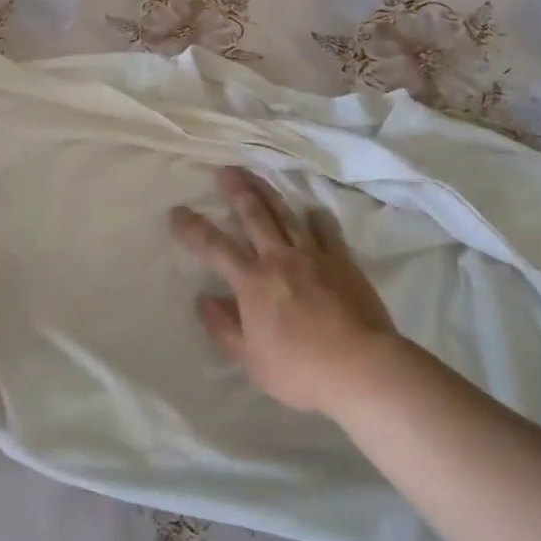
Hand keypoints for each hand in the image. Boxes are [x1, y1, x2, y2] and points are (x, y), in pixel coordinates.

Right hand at [170, 169, 405, 416]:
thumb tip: (204, 299)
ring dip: (268, 192)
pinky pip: (326, 229)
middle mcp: (279, 259)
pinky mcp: (343, 261)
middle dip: (236, 190)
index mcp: (252, 282)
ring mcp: (313, 256)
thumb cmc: (301, 370)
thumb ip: (224, 328)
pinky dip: (315, 217)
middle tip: (224, 170)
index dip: (192, 228)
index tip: (177, 211)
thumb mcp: (251, 360)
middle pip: (253, 215)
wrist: (363, 367)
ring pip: (286, 214)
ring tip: (256, 175)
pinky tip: (311, 210)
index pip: (214, 246)